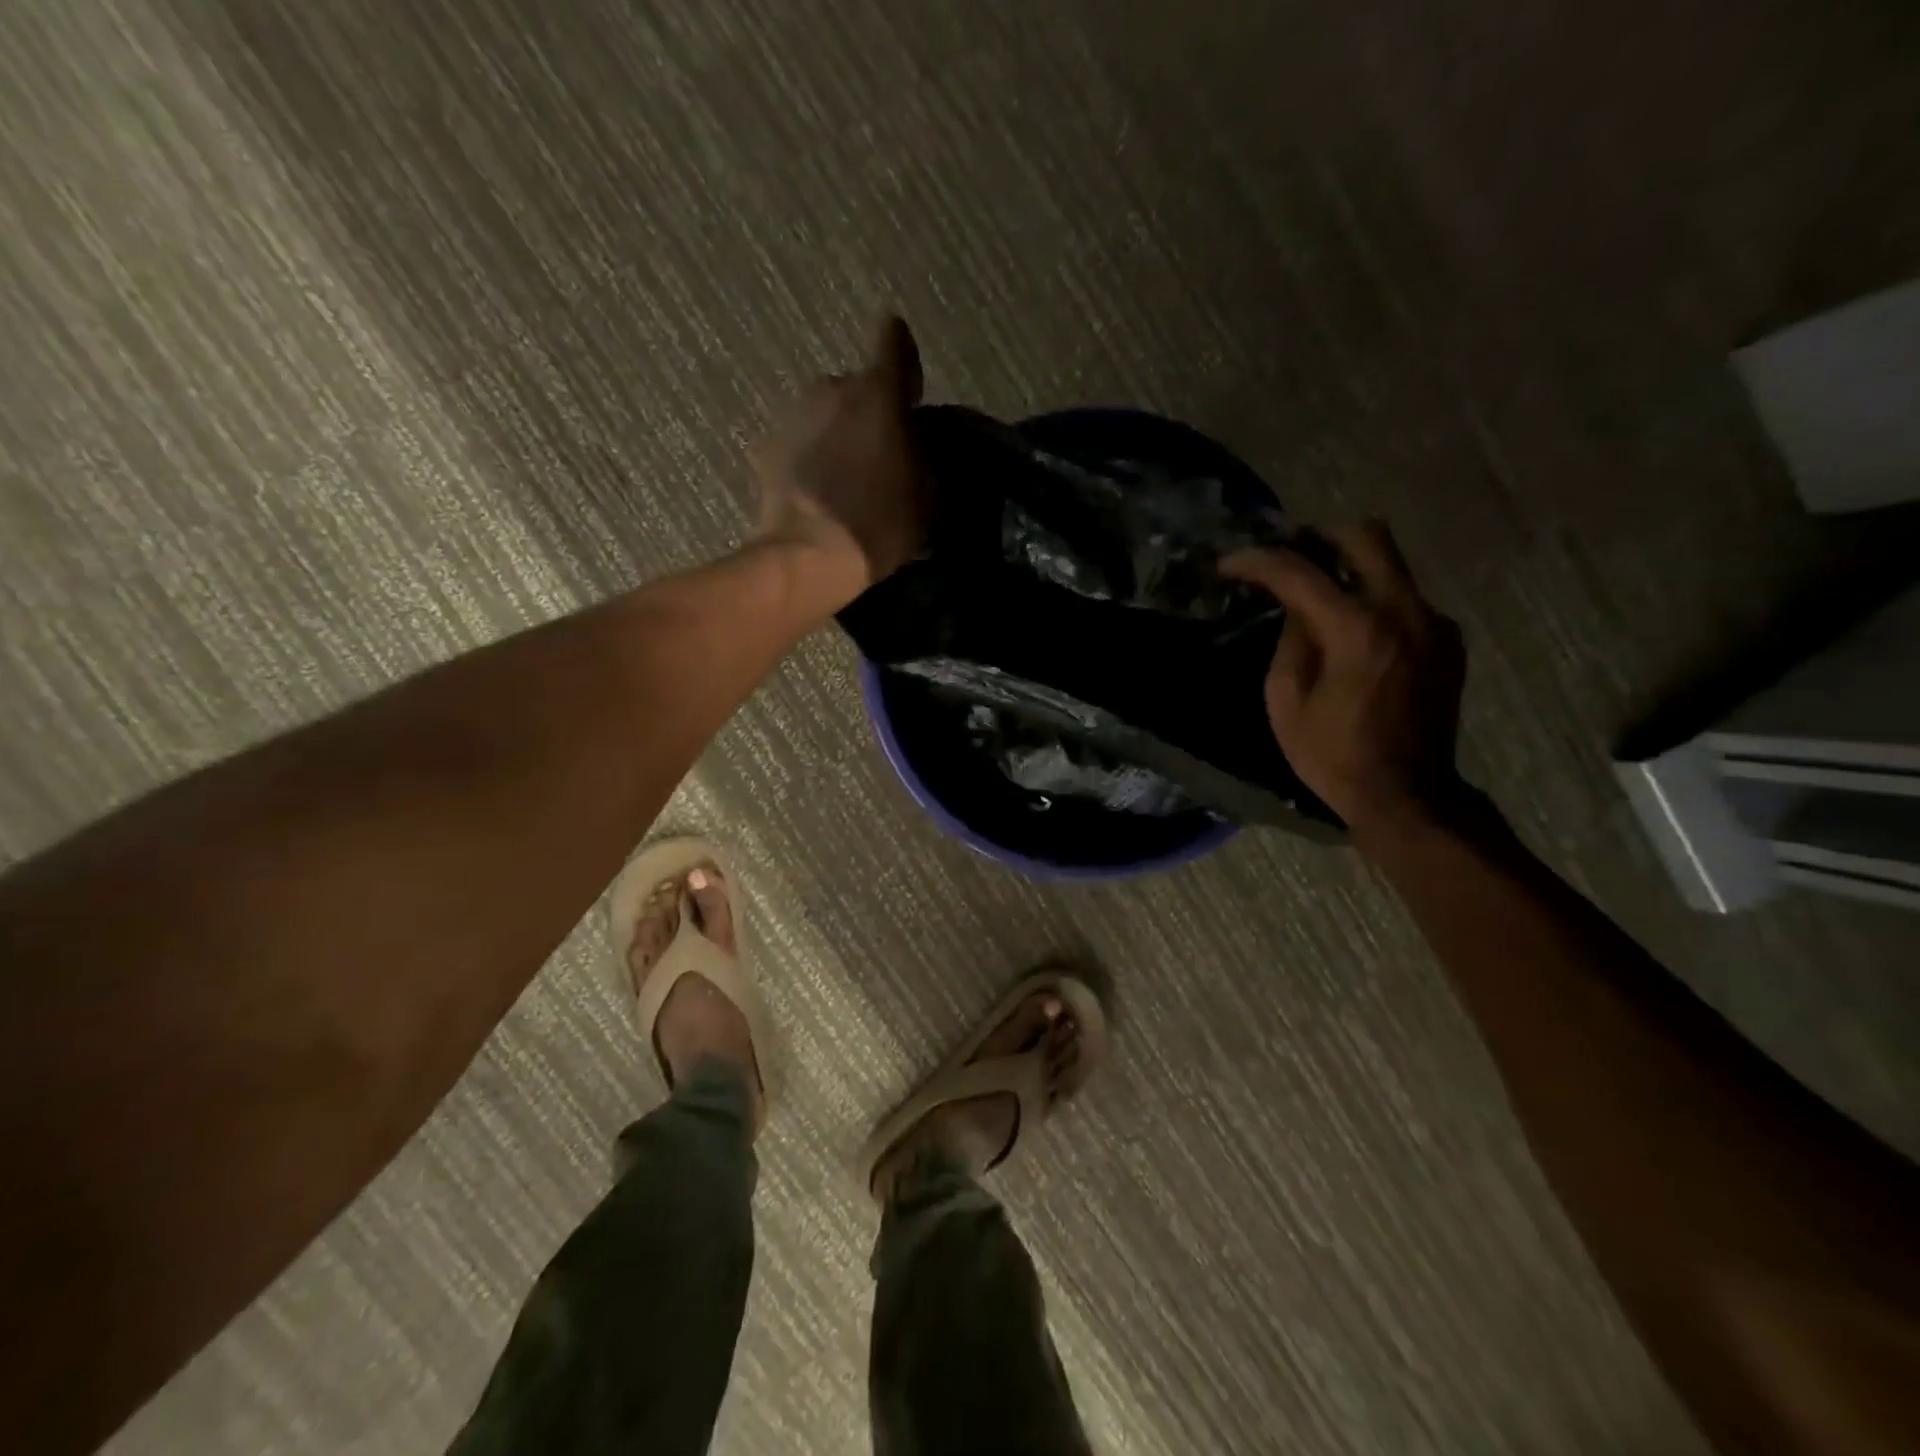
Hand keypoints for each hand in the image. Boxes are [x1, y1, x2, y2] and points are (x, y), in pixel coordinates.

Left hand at [750, 317, 927, 604]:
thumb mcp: (928, 499)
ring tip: (845, 479)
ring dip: (837, 433)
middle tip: (880, 456)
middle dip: (870, 410)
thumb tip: (915, 446)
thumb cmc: (878, 525)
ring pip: (824, 412)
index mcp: (878, 392)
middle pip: (857, 384)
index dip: (904, 362)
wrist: (808, 559)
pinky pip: (798, 442)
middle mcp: (830, 387)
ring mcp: (791, 415)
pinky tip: (815, 494)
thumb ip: (925, 458)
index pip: (893, 338)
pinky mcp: (764, 446)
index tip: (908, 395)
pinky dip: (808, 458)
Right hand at [1223, 523, 1466, 842]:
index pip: (1300, 572)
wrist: (1406, 794)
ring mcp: (1434, 624)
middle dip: (1319, 538)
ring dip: (1349, 568)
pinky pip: (1405, 599)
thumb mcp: (1285, 702)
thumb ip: (1290, 642)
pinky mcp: (1447, 641)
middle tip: (1288, 554)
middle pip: (1366, 537)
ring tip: (1316, 591)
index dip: (1257, 561)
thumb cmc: (1332, 755)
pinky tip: (1352, 631)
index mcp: (1357, 630)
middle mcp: (1404, 612)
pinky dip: (1373, 600)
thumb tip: (1297, 608)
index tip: (1230, 564)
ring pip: (1391, 565)